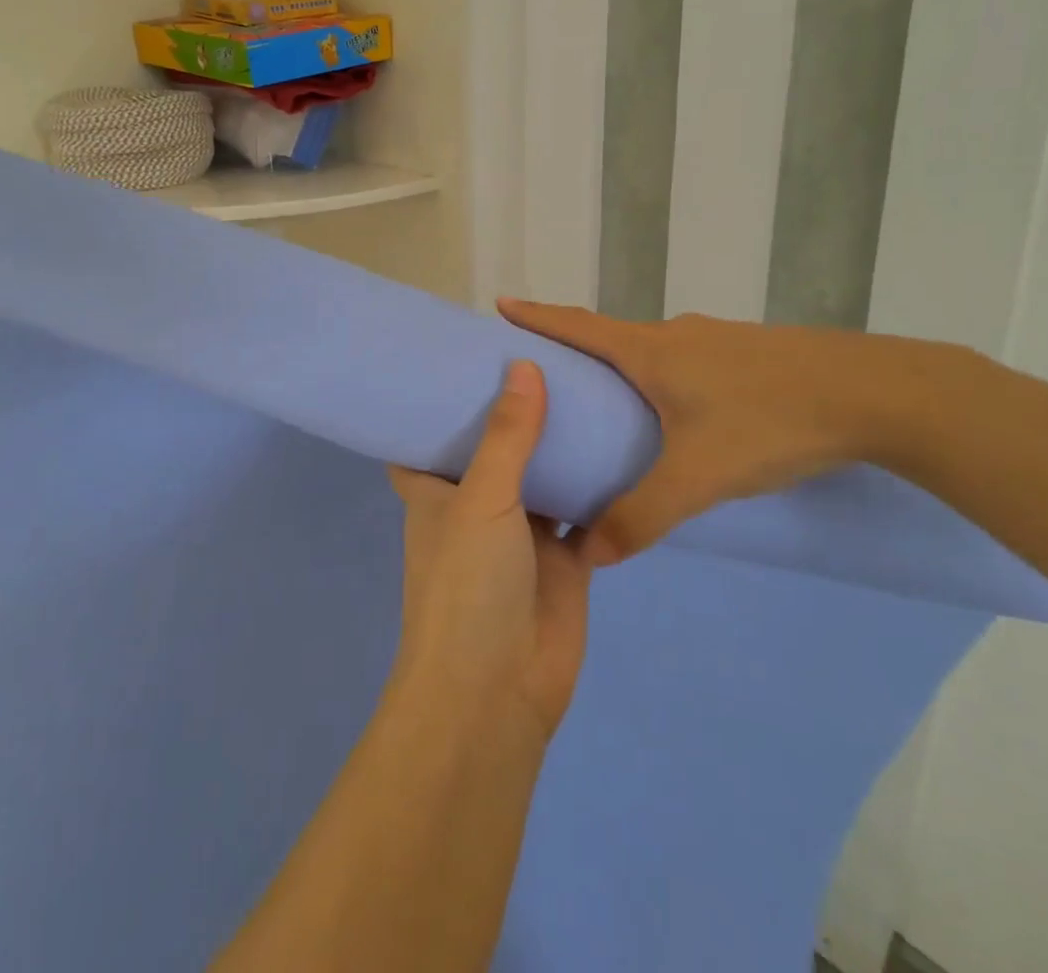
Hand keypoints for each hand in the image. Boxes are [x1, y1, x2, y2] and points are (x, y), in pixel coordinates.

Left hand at [388, 361, 591, 742]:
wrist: (498, 693)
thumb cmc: (468, 586)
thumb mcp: (480, 499)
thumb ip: (507, 435)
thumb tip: (523, 364)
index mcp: (437, 490)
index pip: (426, 435)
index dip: (438, 400)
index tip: (461, 355)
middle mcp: (476, 505)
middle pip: (495, 448)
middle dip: (514, 412)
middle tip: (545, 354)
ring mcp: (522, 532)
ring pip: (543, 475)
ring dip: (560, 444)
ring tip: (588, 384)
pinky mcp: (564, 559)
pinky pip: (583, 511)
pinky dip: (598, 486)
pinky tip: (621, 441)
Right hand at [499, 300, 953, 564]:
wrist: (875, 394)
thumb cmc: (769, 423)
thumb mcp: (698, 477)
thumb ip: (641, 516)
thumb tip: (590, 553)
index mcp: (651, 351)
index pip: (577, 325)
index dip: (536, 315)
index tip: (502, 304)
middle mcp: (677, 335)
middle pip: (612, 337)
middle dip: (576, 351)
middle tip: (551, 379)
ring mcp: (717, 340)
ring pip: (655, 352)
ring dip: (625, 369)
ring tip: (611, 406)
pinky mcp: (750, 353)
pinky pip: (688, 362)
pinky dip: (664, 379)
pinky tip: (681, 415)